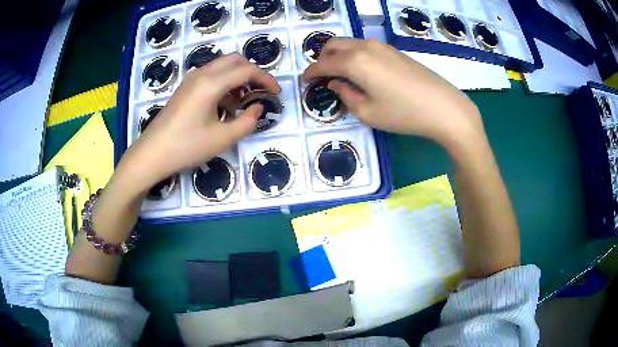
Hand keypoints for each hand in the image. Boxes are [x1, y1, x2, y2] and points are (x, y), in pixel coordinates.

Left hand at [119, 53, 280, 192]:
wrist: (152, 153)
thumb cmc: (186, 147)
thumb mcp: (222, 139)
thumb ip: (247, 122)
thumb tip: (258, 108)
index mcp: (211, 83)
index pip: (247, 70)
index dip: (266, 79)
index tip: (276, 93)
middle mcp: (201, 74)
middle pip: (235, 60)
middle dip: (253, 72)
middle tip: (261, 91)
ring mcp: (191, 79)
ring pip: (222, 65)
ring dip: (238, 76)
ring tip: (244, 99)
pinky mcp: (185, 87)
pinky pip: (210, 75)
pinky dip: (224, 82)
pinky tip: (225, 104)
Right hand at [303, 38, 483, 148]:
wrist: (444, 107)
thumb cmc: (403, 114)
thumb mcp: (368, 112)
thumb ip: (345, 95)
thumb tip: (335, 84)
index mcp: (354, 61)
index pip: (323, 64)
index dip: (310, 73)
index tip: (303, 81)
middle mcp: (365, 47)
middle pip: (334, 45)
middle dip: (322, 58)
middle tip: (321, 76)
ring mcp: (382, 46)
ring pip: (350, 43)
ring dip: (339, 55)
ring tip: (339, 74)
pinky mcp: (395, 51)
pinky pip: (365, 47)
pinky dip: (354, 55)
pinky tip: (361, 71)